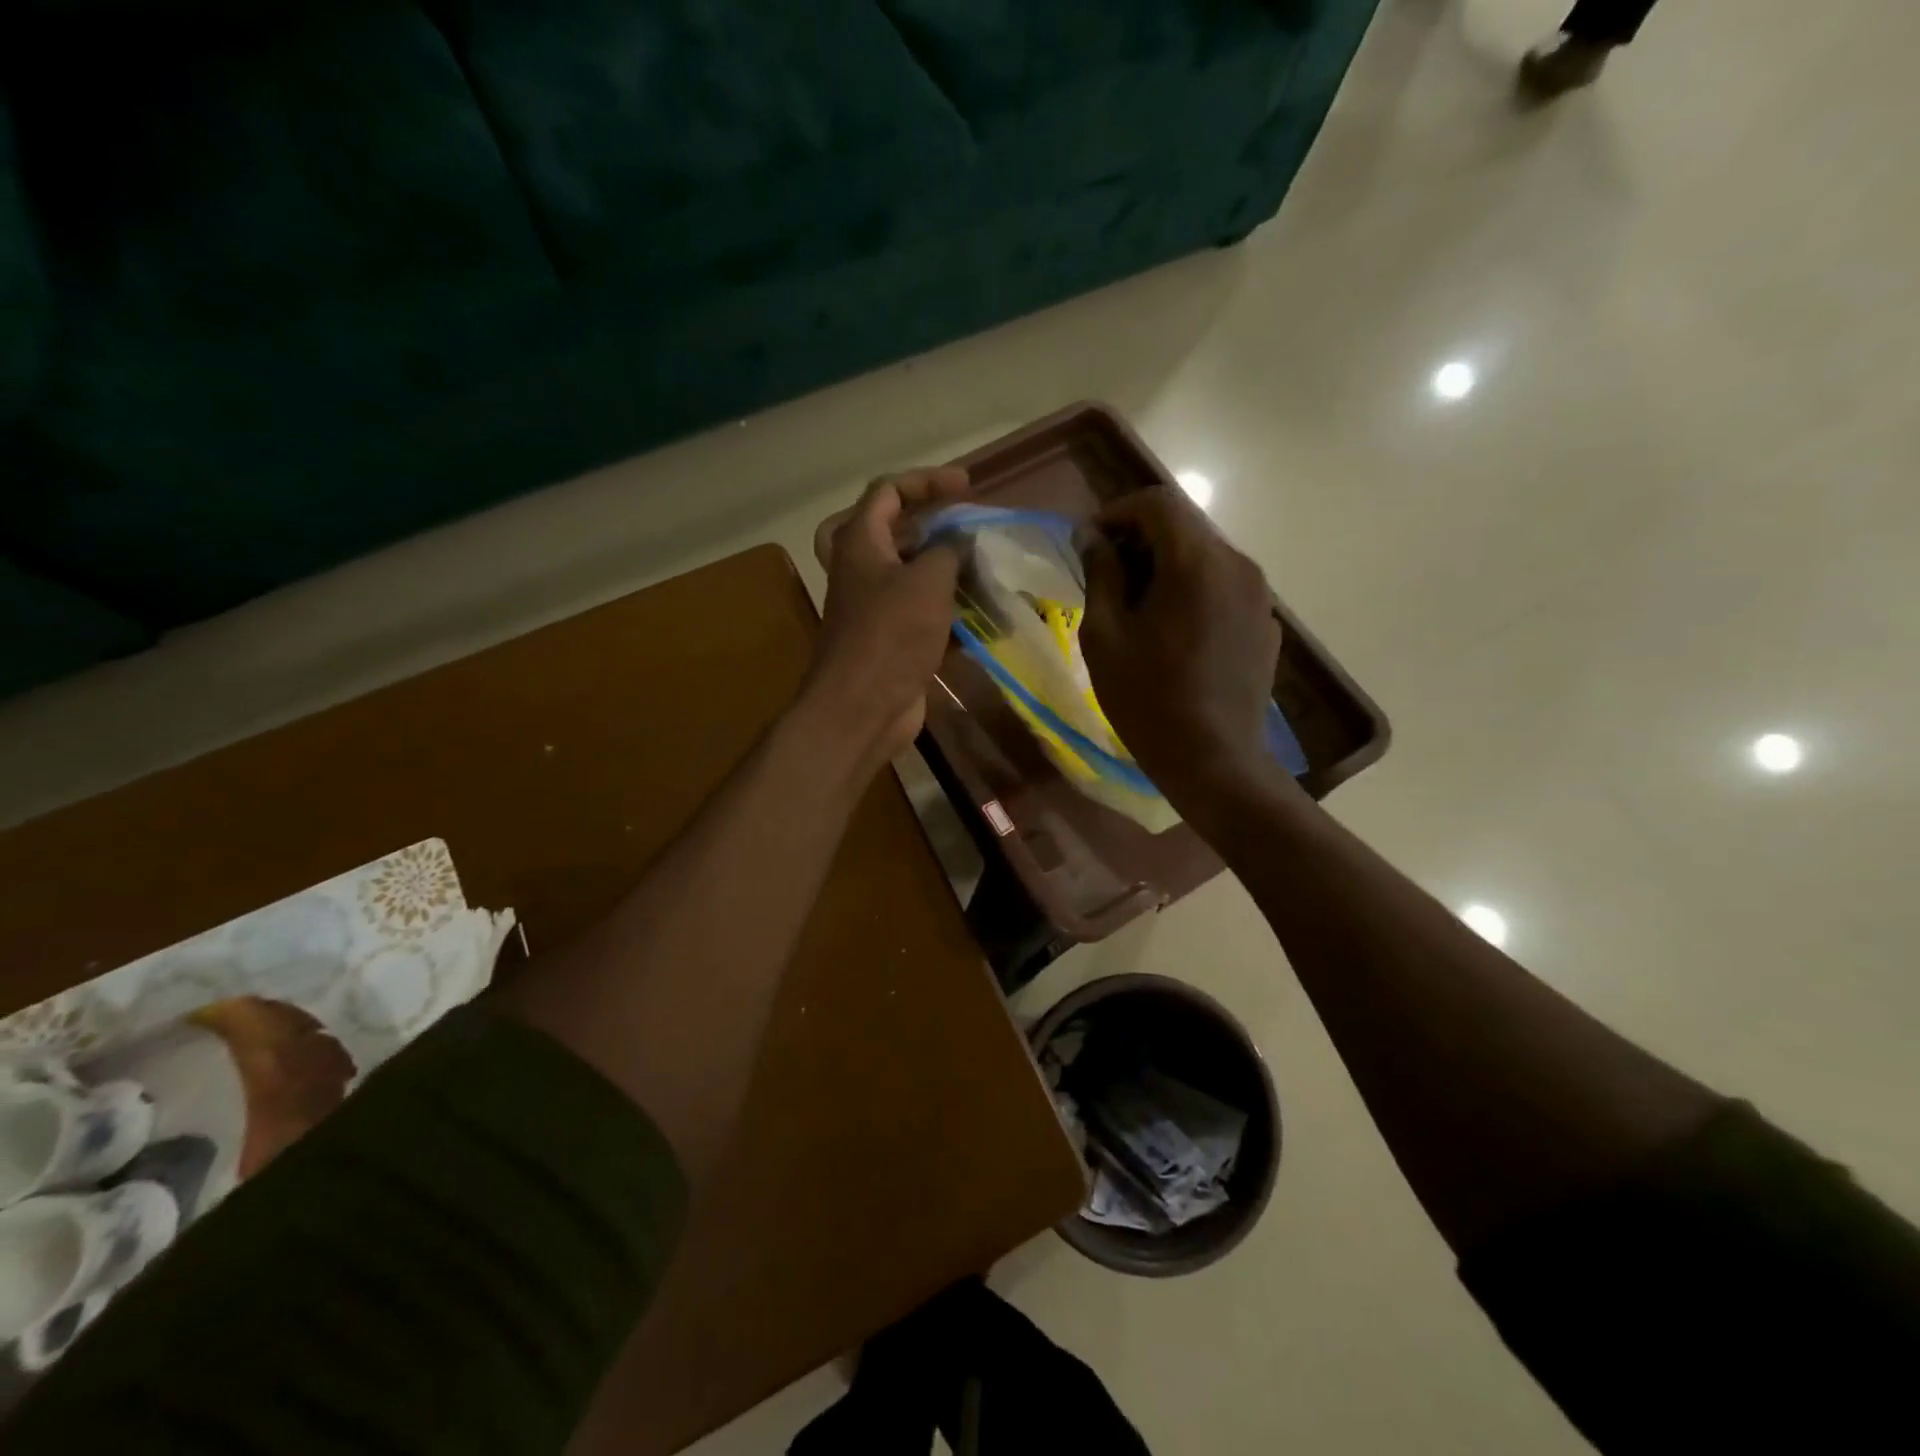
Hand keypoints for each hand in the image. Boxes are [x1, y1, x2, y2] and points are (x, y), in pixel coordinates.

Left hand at [803, 467, 969, 769]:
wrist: (863, 707)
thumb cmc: (891, 634)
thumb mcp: (927, 580)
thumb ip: (948, 550)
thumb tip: (959, 542)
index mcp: (859, 542)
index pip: (888, 491)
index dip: (926, 481)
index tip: (967, 486)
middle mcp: (861, 569)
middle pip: (893, 531)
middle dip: (932, 524)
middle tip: (964, 525)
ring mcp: (873, 606)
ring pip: (909, 573)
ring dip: (944, 569)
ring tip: (983, 567)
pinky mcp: (890, 638)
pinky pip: (920, 611)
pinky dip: (947, 609)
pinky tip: (980, 613)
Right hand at [1080, 487, 1283, 808]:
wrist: (1214, 760)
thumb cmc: (1148, 699)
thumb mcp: (1105, 635)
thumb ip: (1100, 574)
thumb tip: (1093, 537)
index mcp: (1196, 562)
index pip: (1157, 503)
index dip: (1117, 513)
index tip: (1091, 546)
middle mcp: (1237, 564)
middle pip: (1184, 527)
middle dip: (1141, 540)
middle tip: (1107, 578)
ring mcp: (1259, 595)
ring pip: (1206, 557)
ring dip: (1167, 566)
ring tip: (1137, 608)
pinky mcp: (1266, 623)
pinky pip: (1224, 587)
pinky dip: (1194, 591)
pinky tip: (1174, 634)